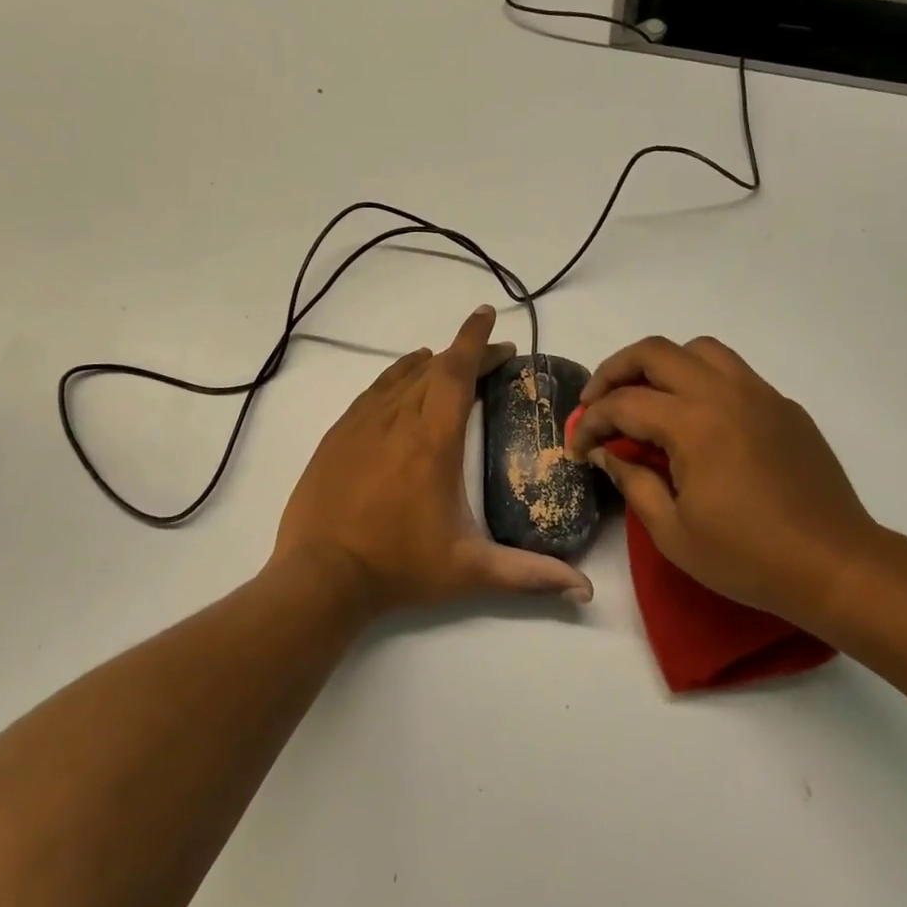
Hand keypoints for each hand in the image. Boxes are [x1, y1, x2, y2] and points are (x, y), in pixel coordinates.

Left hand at [274, 305, 595, 612]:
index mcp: (433, 439)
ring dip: (430, 363)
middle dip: (465, 353)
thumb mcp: (470, 571)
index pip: (457, 371)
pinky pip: (374, 391)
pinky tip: (402, 386)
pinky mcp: (338, 434)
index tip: (488, 316)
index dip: (475, 340)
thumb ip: (529, 575)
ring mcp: (362, 423)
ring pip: (401, 374)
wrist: (320, 576)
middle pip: (434, 367)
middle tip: (492, 358)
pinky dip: (396, 378)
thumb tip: (585, 591)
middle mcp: (398, 418)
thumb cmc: (400, 567)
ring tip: (450, 364)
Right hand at [567, 335, 884, 626]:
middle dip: (614, 371)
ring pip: (698, 350)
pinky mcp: (783, 406)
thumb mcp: (673, 532)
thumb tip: (604, 452)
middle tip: (597, 402)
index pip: (623, 404)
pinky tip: (696, 419)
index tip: (578, 446)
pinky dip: (700, 380)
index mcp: (694, 424)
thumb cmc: (749, 558)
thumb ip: (631, 482)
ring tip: (646, 398)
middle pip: (654, 352)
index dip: (590, 422)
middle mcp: (724, 393)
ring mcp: (759, 394)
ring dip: (661, 365)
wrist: (836, 566)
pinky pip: (732, 372)